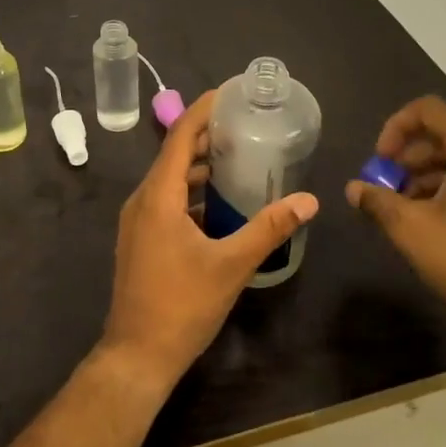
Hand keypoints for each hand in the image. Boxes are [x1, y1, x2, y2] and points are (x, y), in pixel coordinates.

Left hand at [99, 90, 318, 391]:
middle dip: (207, 134)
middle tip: (245, 123)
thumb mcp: (231, 266)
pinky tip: (219, 201)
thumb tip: (308, 200)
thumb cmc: (182, 306)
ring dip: (200, 164)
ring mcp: (137, 219)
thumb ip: (269, 228)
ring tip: (238, 156)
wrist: (137, 355)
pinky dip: (191, 190)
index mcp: (159, 195)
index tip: (230, 92)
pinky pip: (166, 198)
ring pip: (170, 177)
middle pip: (175, 152)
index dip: (203, 109)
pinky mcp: (140, 237)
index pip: (180, 135)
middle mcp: (142, 198)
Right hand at [344, 96, 445, 333]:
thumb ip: (377, 201)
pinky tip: (430, 221)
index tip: (379, 162)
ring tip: (402, 208)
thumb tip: (353, 189)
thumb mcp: (411, 229)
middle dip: (407, 157)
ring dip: (425, 176)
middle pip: (444, 135)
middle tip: (385, 188)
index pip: (429, 110)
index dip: (395, 127)